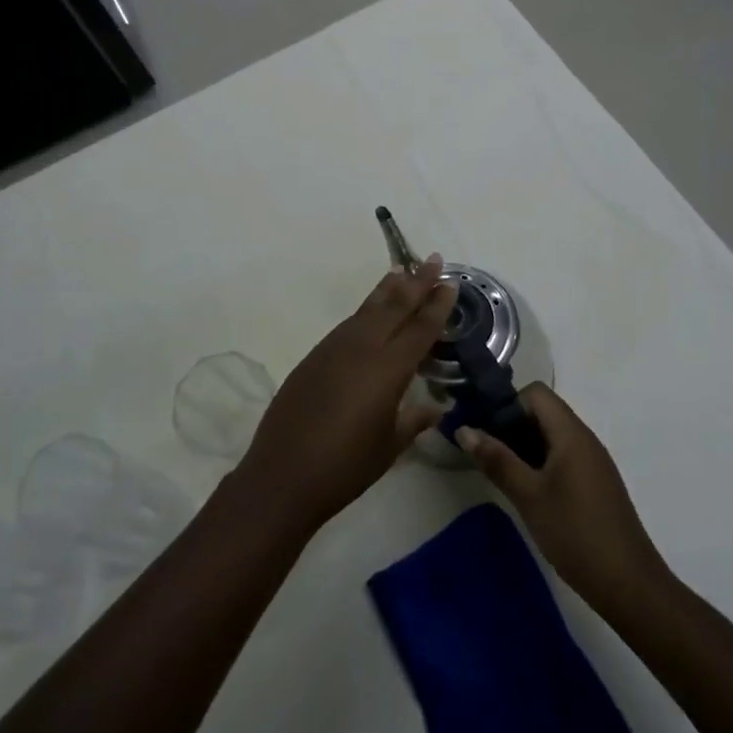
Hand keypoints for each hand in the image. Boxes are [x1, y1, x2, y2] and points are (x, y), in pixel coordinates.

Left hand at [237, 258, 455, 533]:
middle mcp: (361, 349)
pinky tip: (370, 312)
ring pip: (367, 310)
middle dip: (416, 282)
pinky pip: (347, 325)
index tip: (450, 282)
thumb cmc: (345, 467)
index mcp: (387, 369)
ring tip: (402, 272)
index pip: (420, 329)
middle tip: (433, 259)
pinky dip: (364, 311)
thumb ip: (413, 420)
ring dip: (387, 290)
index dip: (436, 305)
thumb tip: (436, 407)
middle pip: (394, 306)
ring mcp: (333, 349)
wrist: (283, 474)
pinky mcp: (313, 357)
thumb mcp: (389, 447)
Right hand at [458, 384, 665, 613]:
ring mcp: (593, 462)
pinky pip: (563, 456)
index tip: (487, 431)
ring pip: (552, 436)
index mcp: (571, 433)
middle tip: (487, 454)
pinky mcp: (595, 483)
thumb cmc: (575, 533)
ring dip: (524, 446)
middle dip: (511, 425)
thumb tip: (464, 429)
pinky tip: (528, 491)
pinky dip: (541, 463)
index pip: (536, 393)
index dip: (507, 404)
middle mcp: (585, 439)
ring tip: (502, 473)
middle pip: (543, 412)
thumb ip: (496, 460)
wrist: (629, 586)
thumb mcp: (528, 496)